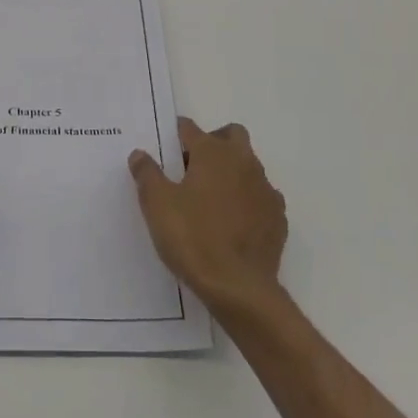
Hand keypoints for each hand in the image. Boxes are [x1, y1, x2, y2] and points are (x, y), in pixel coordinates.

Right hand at [129, 117, 287, 311]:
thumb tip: (140, 154)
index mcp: (212, 153)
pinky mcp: (277, 217)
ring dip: (231, 171)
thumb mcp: (157, 204)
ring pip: (249, 165)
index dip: (174, 135)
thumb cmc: (193, 238)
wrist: (239, 288)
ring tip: (210, 199)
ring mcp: (265, 189)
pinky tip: (233, 222)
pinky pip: (260, 196)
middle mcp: (243, 162)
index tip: (163, 149)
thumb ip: (147, 173)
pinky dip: (247, 200)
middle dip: (213, 142)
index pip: (190, 128)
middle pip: (231, 135)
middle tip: (191, 167)